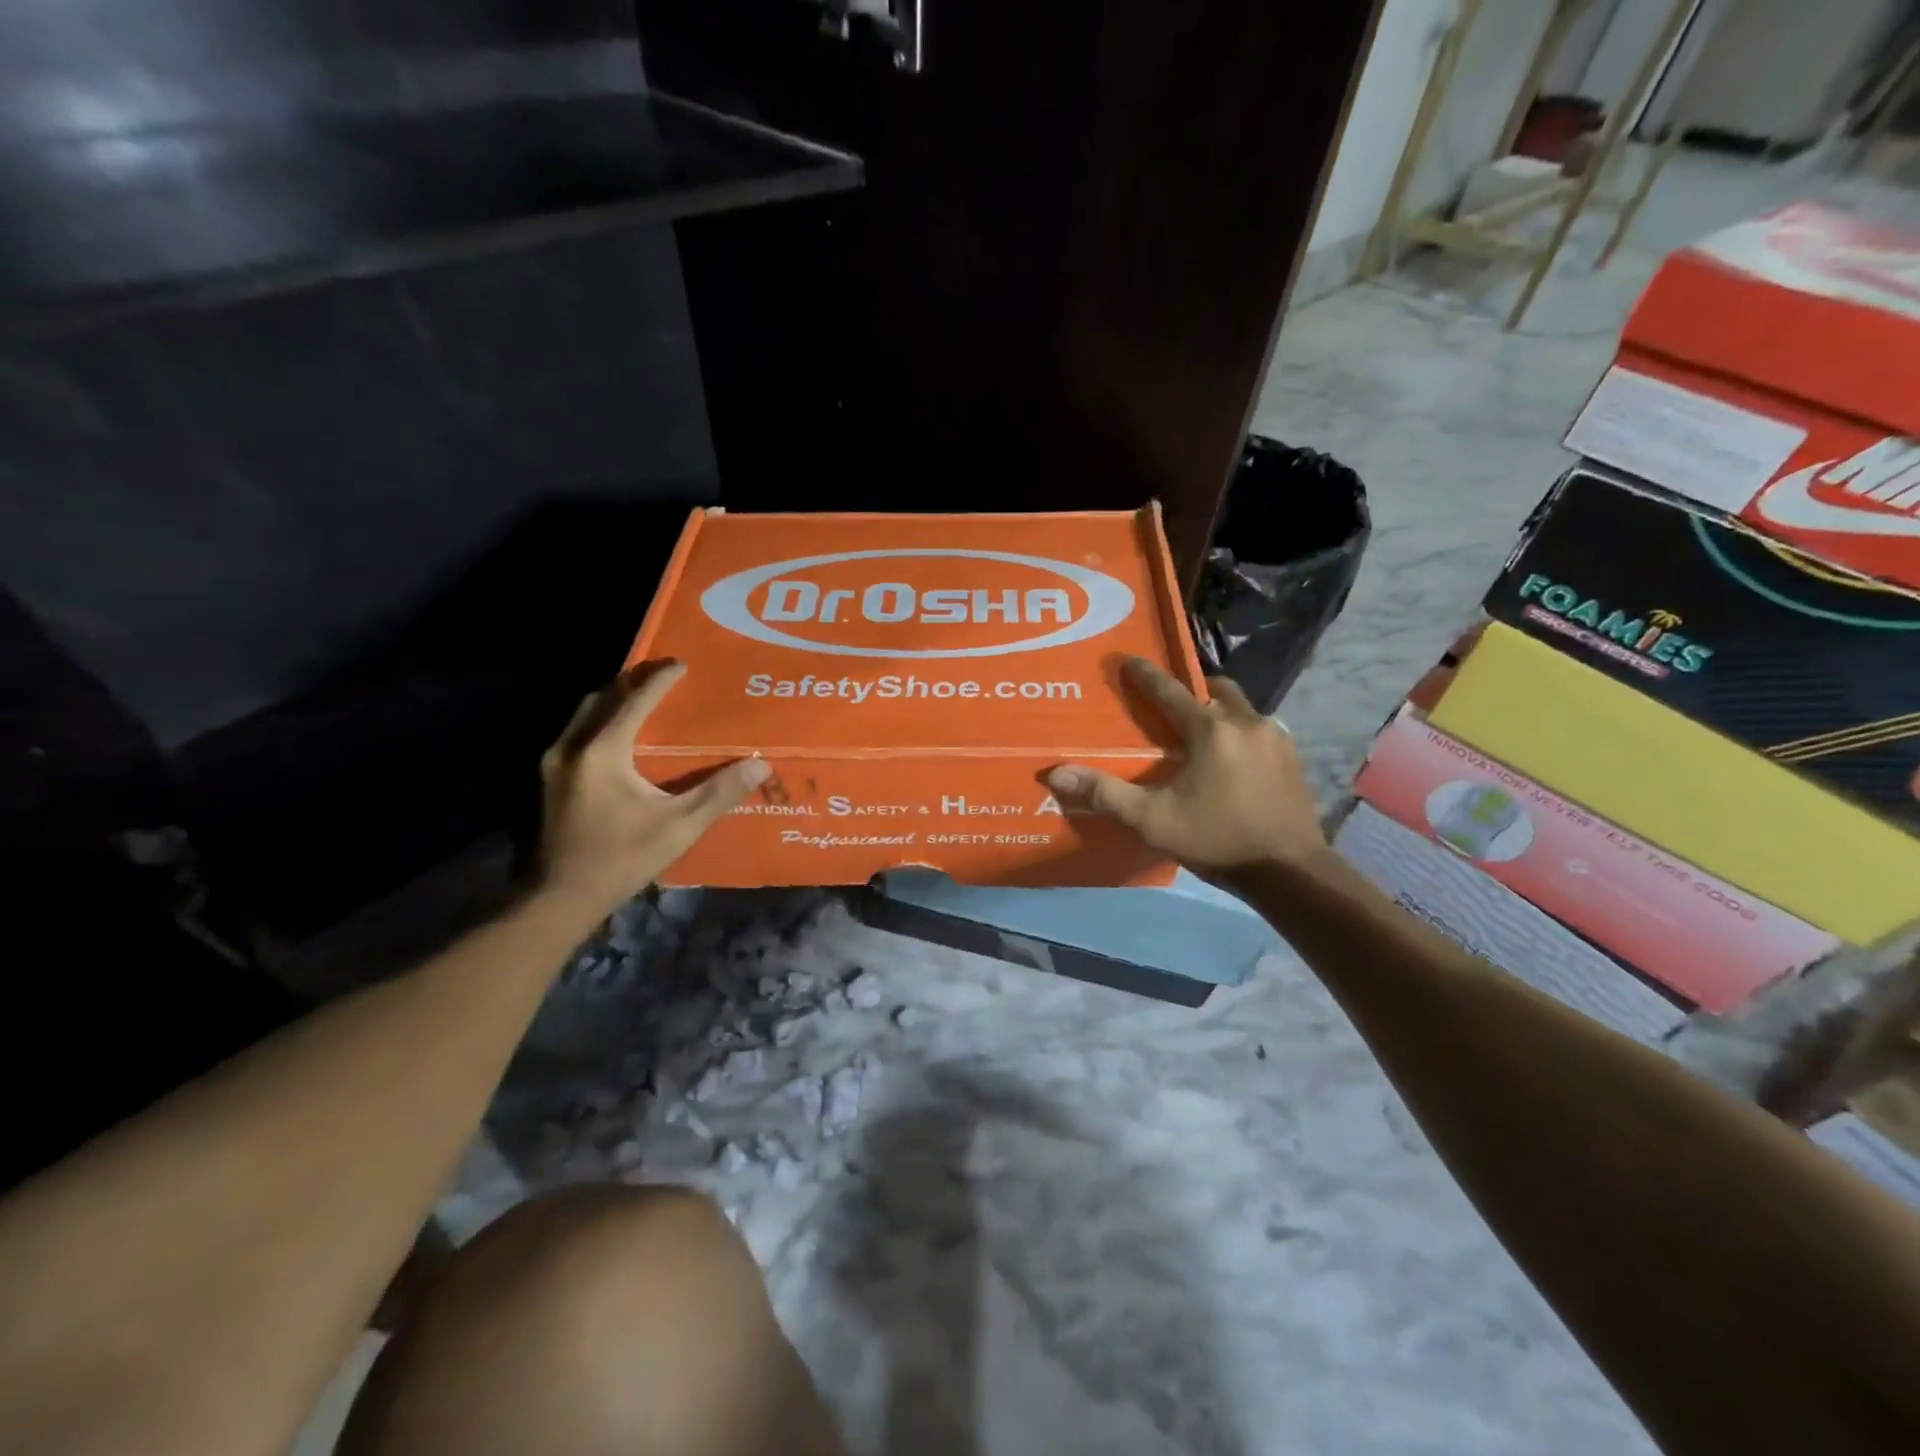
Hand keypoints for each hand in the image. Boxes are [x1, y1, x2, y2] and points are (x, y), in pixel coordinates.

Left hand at [538, 662, 768, 912]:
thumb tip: (760, 765)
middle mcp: (572, 747)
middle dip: (632, 682)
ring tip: (643, 700)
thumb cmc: (621, 858)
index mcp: (603, 752)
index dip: (660, 680)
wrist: (561, 897)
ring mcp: (554, 763)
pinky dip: (600, 721)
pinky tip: (620, 737)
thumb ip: (719, 793)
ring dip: (613, 701)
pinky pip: (577, 732)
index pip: (635, 701)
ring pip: (584, 714)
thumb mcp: (679, 827)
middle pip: (601, 697)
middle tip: (662, 678)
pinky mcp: (550, 779)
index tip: (682, 664)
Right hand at [1047, 658, 1325, 877]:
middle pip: (1215, 690)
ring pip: (1241, 708)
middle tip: (1171, 703)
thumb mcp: (1153, 820)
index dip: (1145, 674)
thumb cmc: (1217, 839)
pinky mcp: (1292, 757)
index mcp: (1210, 730)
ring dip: (1219, 711)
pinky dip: (1239, 732)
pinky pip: (1259, 730)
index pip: (1170, 690)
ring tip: (1199, 733)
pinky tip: (1230, 759)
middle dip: (1192, 689)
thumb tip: (1057, 774)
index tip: (1127, 659)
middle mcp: (1246, 722)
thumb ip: (1105, 793)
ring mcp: (1276, 737)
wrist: (1289, 871)